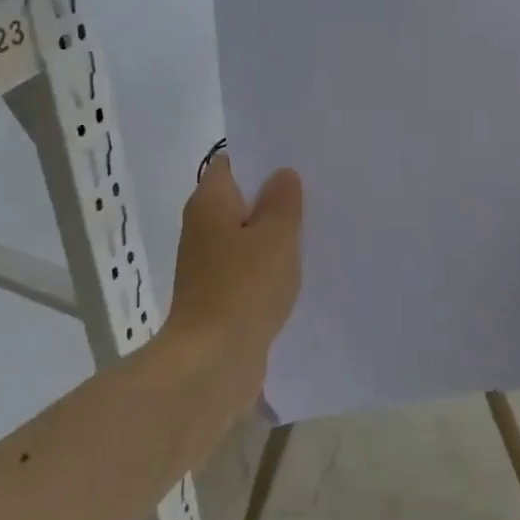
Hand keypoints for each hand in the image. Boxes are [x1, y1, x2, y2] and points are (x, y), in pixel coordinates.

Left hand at [165, 156, 303, 406]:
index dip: (263, 159)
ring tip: (314, 229)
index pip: (232, 163)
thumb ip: (283, 201)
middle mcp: (202, 226)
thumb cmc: (244, 287)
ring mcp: (207, 262)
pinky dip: (267, 264)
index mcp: (210, 202)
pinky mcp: (217, 292)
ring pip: (245, 234)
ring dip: (273, 233)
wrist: (212, 360)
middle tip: (317, 193)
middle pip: (240, 199)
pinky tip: (297, 269)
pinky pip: (246, 265)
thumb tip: (282, 174)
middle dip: (274, 197)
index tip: (298, 161)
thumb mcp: (276, 237)